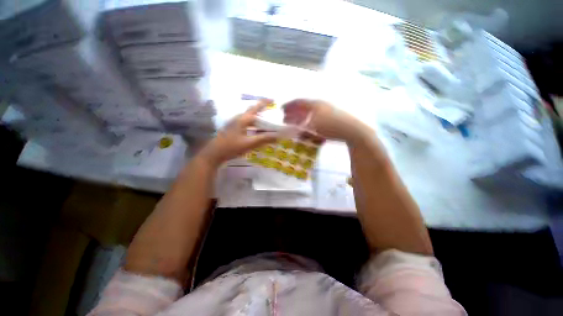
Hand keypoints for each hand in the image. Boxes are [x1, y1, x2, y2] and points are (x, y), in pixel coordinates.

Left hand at [199, 100, 278, 166]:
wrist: (214, 153)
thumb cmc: (231, 147)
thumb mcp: (249, 143)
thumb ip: (263, 139)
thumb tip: (278, 136)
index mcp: (243, 119)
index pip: (256, 108)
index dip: (264, 103)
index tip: (273, 101)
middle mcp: (238, 119)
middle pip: (252, 111)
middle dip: (261, 109)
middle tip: (271, 111)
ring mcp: (235, 124)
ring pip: (249, 118)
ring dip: (258, 118)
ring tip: (266, 122)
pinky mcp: (233, 130)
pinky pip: (246, 124)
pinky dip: (254, 125)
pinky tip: (256, 131)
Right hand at [282, 99, 371, 142]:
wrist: (351, 130)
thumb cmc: (331, 127)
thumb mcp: (314, 126)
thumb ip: (302, 125)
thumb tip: (293, 125)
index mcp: (315, 104)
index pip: (299, 102)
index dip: (289, 105)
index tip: (281, 109)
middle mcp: (320, 105)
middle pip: (303, 107)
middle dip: (294, 112)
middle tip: (286, 118)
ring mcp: (326, 110)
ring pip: (309, 113)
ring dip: (301, 117)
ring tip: (295, 123)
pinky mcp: (330, 117)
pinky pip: (316, 117)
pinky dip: (309, 121)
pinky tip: (308, 127)